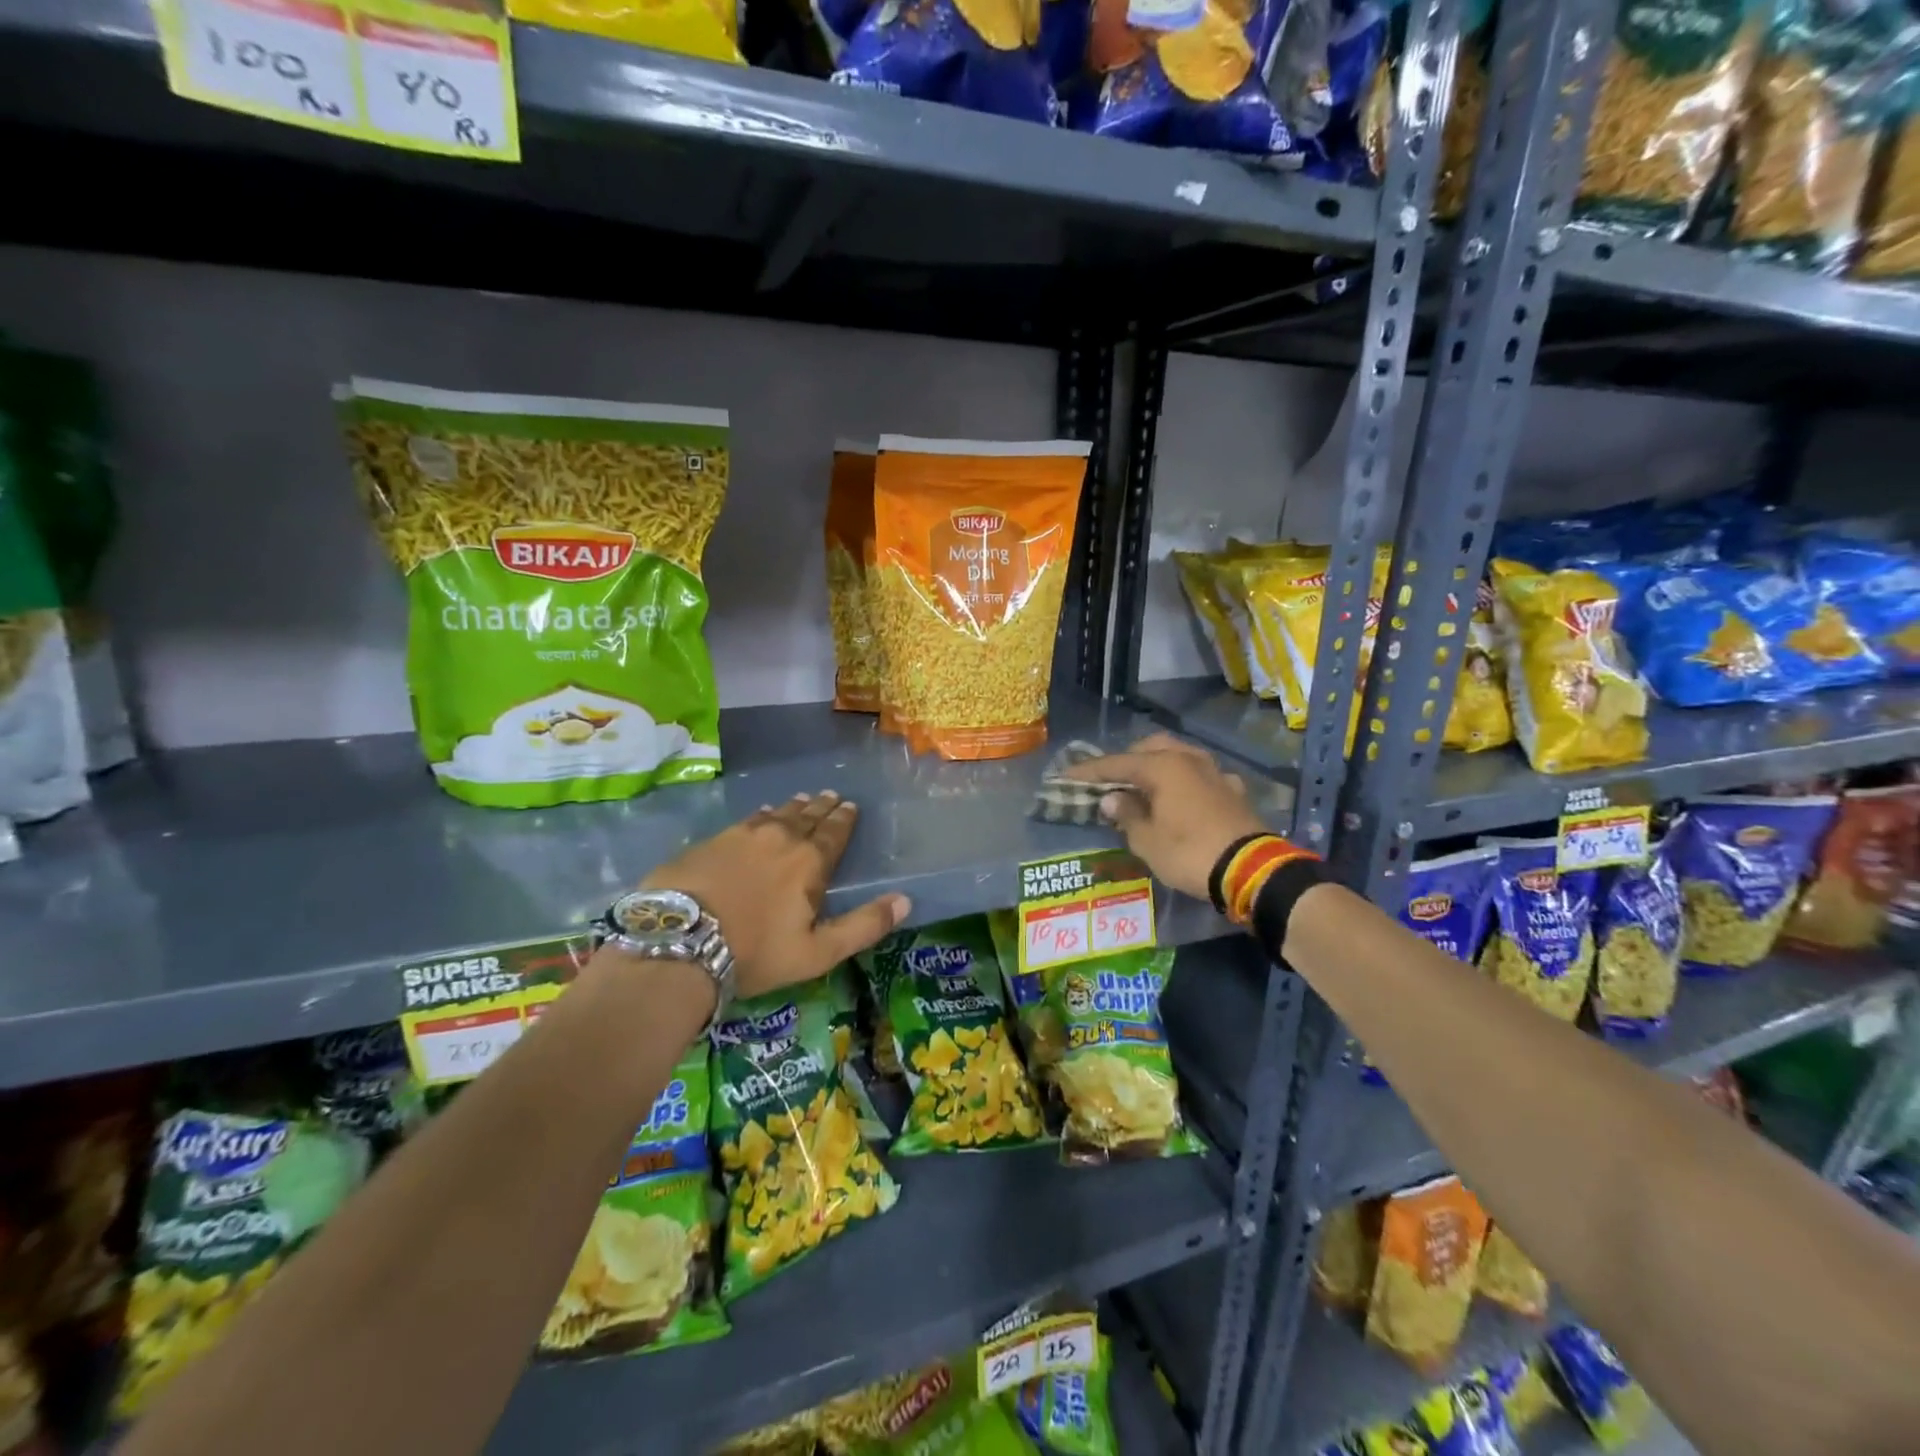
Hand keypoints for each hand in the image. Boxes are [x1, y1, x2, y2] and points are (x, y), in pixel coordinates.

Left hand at [645, 791, 909, 999]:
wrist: (679, 942)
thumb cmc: (755, 952)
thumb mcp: (817, 952)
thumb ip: (863, 926)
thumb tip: (905, 900)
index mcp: (809, 862)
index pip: (834, 832)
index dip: (845, 819)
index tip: (851, 806)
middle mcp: (780, 838)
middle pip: (807, 817)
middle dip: (823, 807)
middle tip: (832, 796)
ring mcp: (742, 836)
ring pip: (776, 814)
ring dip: (793, 807)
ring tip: (803, 799)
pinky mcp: (711, 841)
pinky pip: (745, 820)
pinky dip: (760, 815)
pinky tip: (760, 814)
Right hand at [1062, 734, 1267, 900]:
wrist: (1250, 871)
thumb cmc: (1189, 853)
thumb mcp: (1147, 840)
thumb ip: (1126, 815)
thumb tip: (1112, 798)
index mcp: (1163, 766)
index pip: (1116, 763)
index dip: (1089, 771)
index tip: (1066, 775)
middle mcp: (1189, 760)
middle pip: (1150, 749)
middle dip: (1127, 760)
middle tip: (1109, 779)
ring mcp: (1215, 773)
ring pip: (1178, 757)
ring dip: (1157, 766)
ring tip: (1142, 786)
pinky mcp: (1233, 791)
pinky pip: (1199, 776)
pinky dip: (1183, 782)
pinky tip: (1181, 797)